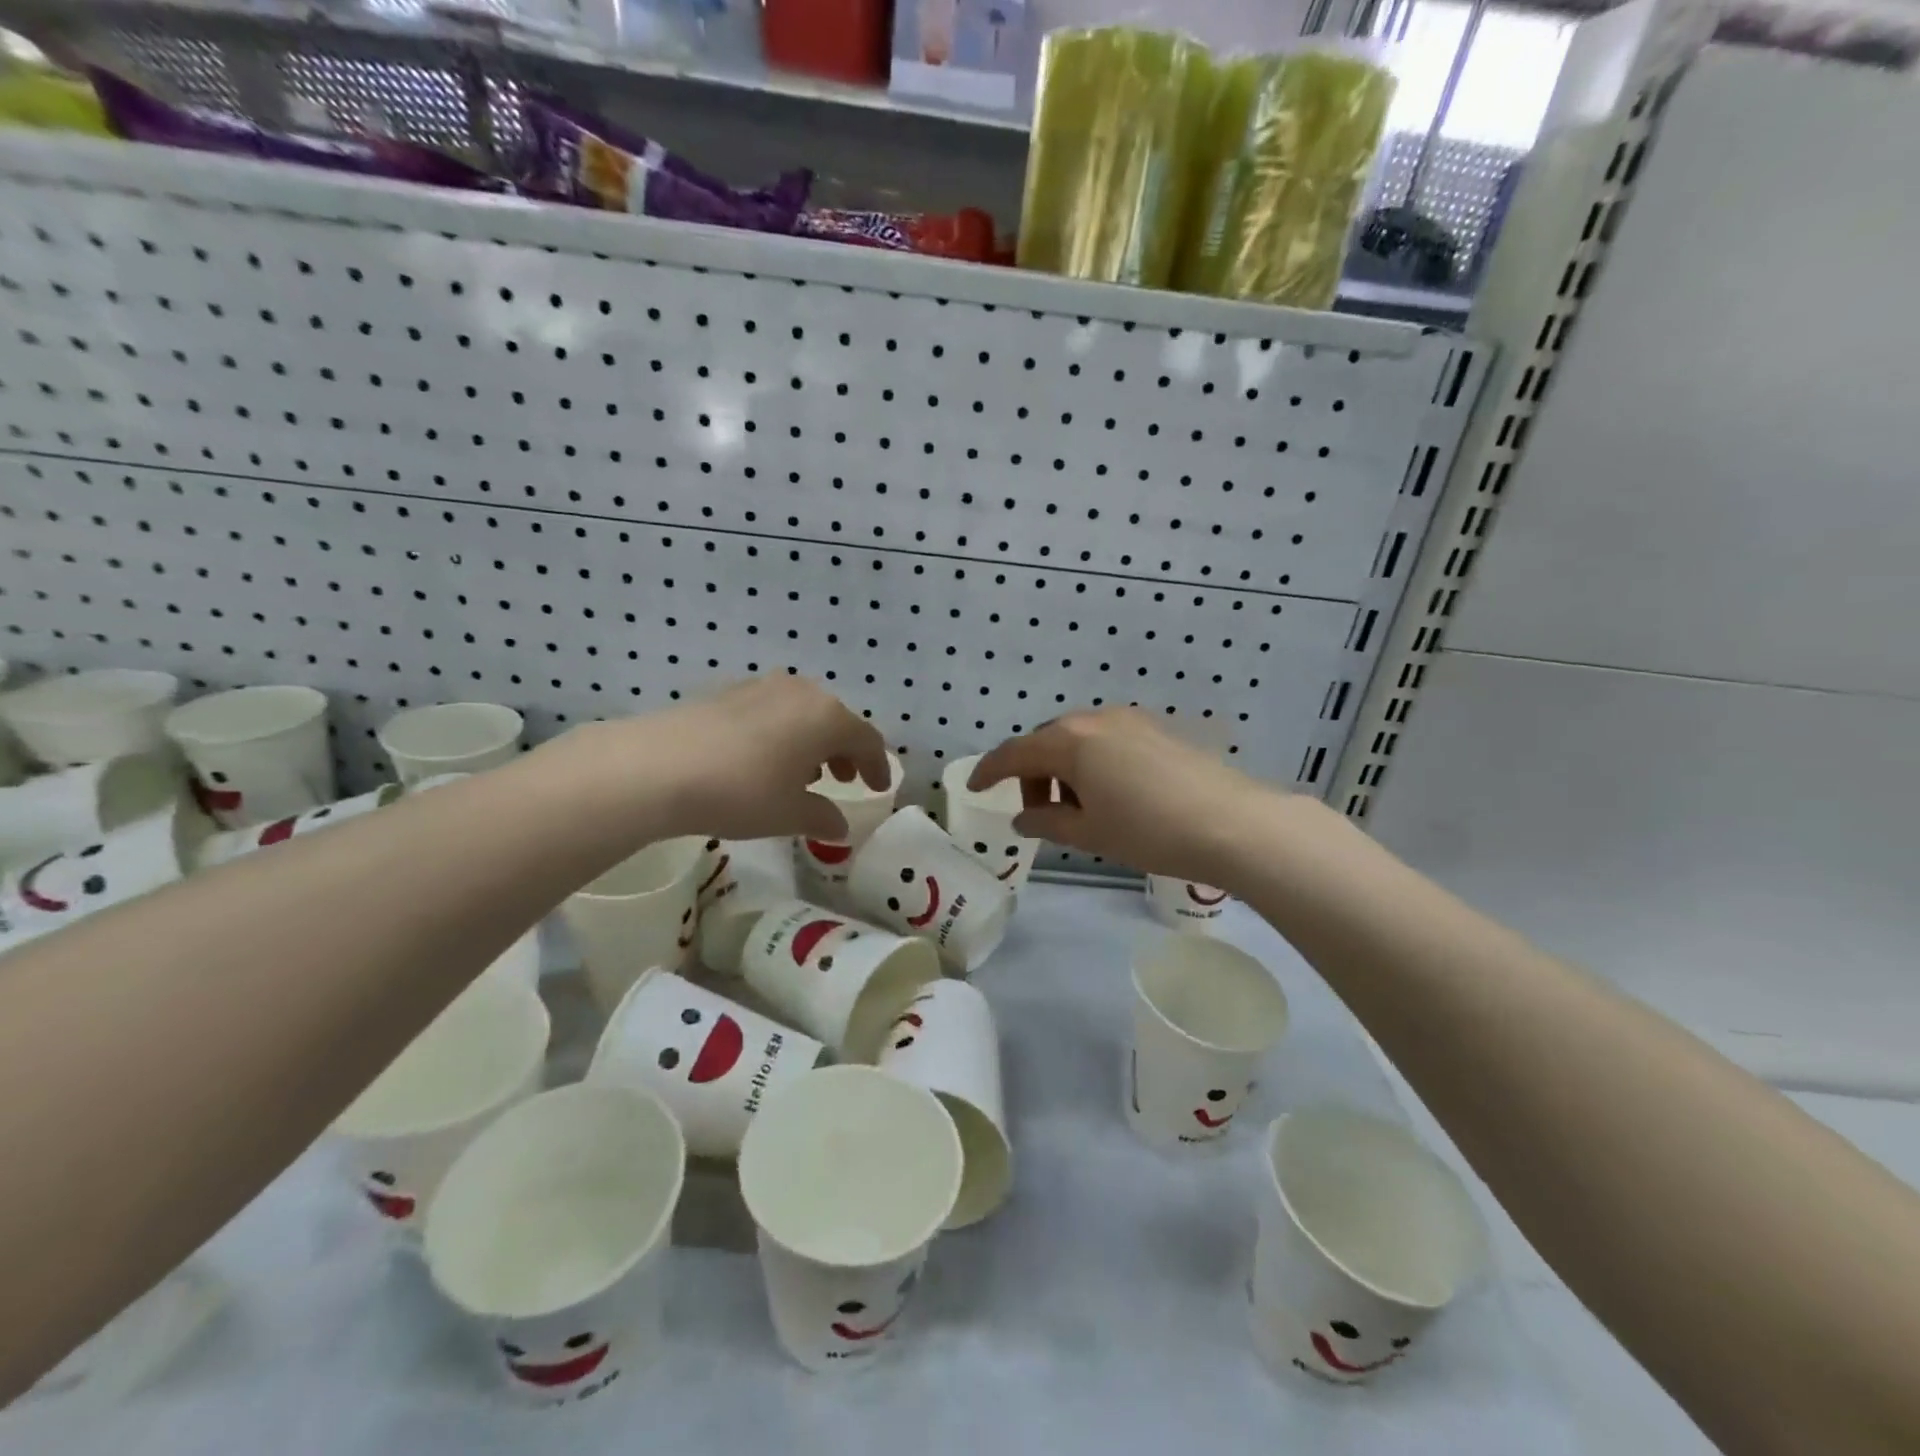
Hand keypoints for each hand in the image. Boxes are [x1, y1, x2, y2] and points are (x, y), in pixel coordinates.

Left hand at [581, 677, 890, 842]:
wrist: (657, 767)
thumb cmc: (742, 792)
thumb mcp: (790, 814)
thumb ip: (823, 817)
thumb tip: (839, 825)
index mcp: (828, 717)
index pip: (867, 740)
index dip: (876, 766)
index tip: (878, 788)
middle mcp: (801, 692)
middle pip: (836, 720)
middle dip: (844, 751)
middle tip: (844, 779)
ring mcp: (762, 687)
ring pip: (802, 713)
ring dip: (812, 742)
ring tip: (804, 773)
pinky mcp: (727, 692)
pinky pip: (771, 711)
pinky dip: (781, 733)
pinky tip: (764, 760)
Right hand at [969, 708, 1286, 886]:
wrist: (1233, 823)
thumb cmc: (1148, 830)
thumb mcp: (1089, 833)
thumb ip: (1046, 821)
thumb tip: (1024, 816)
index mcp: (1069, 741)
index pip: (1014, 753)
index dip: (988, 771)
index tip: (974, 788)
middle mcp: (1096, 719)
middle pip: (1047, 742)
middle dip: (1033, 775)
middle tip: (1039, 813)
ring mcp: (1130, 720)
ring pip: (1079, 740)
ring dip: (1065, 770)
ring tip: (1079, 810)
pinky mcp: (1157, 729)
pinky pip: (1108, 741)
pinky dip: (1094, 764)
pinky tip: (1112, 795)